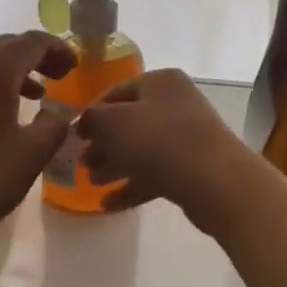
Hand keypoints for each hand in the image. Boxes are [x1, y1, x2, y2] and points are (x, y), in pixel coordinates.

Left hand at [0, 31, 75, 255]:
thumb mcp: (32, 155)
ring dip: (12, 72)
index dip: (58, 49)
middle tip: (58, 76)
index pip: (32, 42)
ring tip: (34, 96)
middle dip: (35, 56)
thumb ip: (55, 127)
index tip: (75, 67)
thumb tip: (56, 114)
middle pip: (5, 46)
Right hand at [74, 69, 254, 224]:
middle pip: (130, 122)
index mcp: (160, 81)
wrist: (213, 180)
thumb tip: (86, 122)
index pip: (116, 92)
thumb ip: (92, 119)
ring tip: (93, 183)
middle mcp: (176, 103)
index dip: (92, 113)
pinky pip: (156, 172)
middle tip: (82, 164)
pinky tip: (109, 204)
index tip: (73, 136)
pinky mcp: (193, 167)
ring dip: (116, 165)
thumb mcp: (112, 123)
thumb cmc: (158, 140)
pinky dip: (133, 185)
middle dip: (104, 144)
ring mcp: (187, 136)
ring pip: (142, 149)